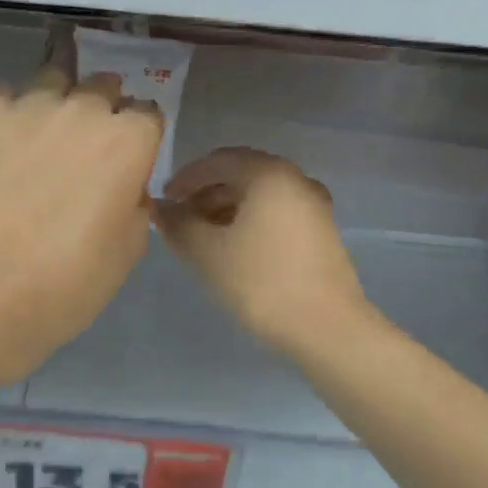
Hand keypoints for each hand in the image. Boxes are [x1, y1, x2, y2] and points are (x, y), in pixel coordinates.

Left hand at [0, 67, 161, 386]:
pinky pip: (3, 93)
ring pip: (54, 79)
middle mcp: (85, 109)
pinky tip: (3, 139)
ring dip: (59, 100)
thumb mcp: (128, 250)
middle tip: (89, 148)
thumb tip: (126, 186)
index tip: (130, 159)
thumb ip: (135, 203)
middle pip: (104, 86)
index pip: (148, 113)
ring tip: (45, 134)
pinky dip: (8, 110)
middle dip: (104, 109)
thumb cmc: (69, 281)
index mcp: (129, 141)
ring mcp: (31, 107)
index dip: (141, 136)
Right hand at [155, 147, 367, 355]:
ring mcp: (313, 205)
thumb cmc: (261, 282)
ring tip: (202, 236)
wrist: (326, 327)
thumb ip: (178, 224)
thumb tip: (160, 209)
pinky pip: (277, 212)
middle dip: (206, 192)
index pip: (218, 160)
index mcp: (269, 174)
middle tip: (180, 219)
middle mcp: (295, 179)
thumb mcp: (207, 253)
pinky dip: (250, 220)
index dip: (186, 177)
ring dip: (227, 207)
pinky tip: (233, 247)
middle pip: (241, 174)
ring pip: (260, 195)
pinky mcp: (321, 231)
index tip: (164, 201)